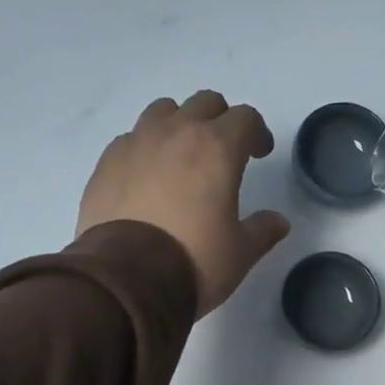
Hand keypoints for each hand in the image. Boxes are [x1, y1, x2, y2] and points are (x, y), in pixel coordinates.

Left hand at [77, 91, 289, 316]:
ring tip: (180, 156)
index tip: (259, 153)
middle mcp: (176, 132)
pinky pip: (131, 139)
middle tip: (223, 151)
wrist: (127, 280)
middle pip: (204, 104)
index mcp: (217, 148)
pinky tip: (146, 177)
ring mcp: (136, 143)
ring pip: (162, 111)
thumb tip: (278, 222)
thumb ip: (262, 231)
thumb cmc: (194, 261)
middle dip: (219, 121)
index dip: (257, 133)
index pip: (245, 118)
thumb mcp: (240, 253)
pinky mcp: (106, 162)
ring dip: (178, 125)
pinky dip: (144, 149)